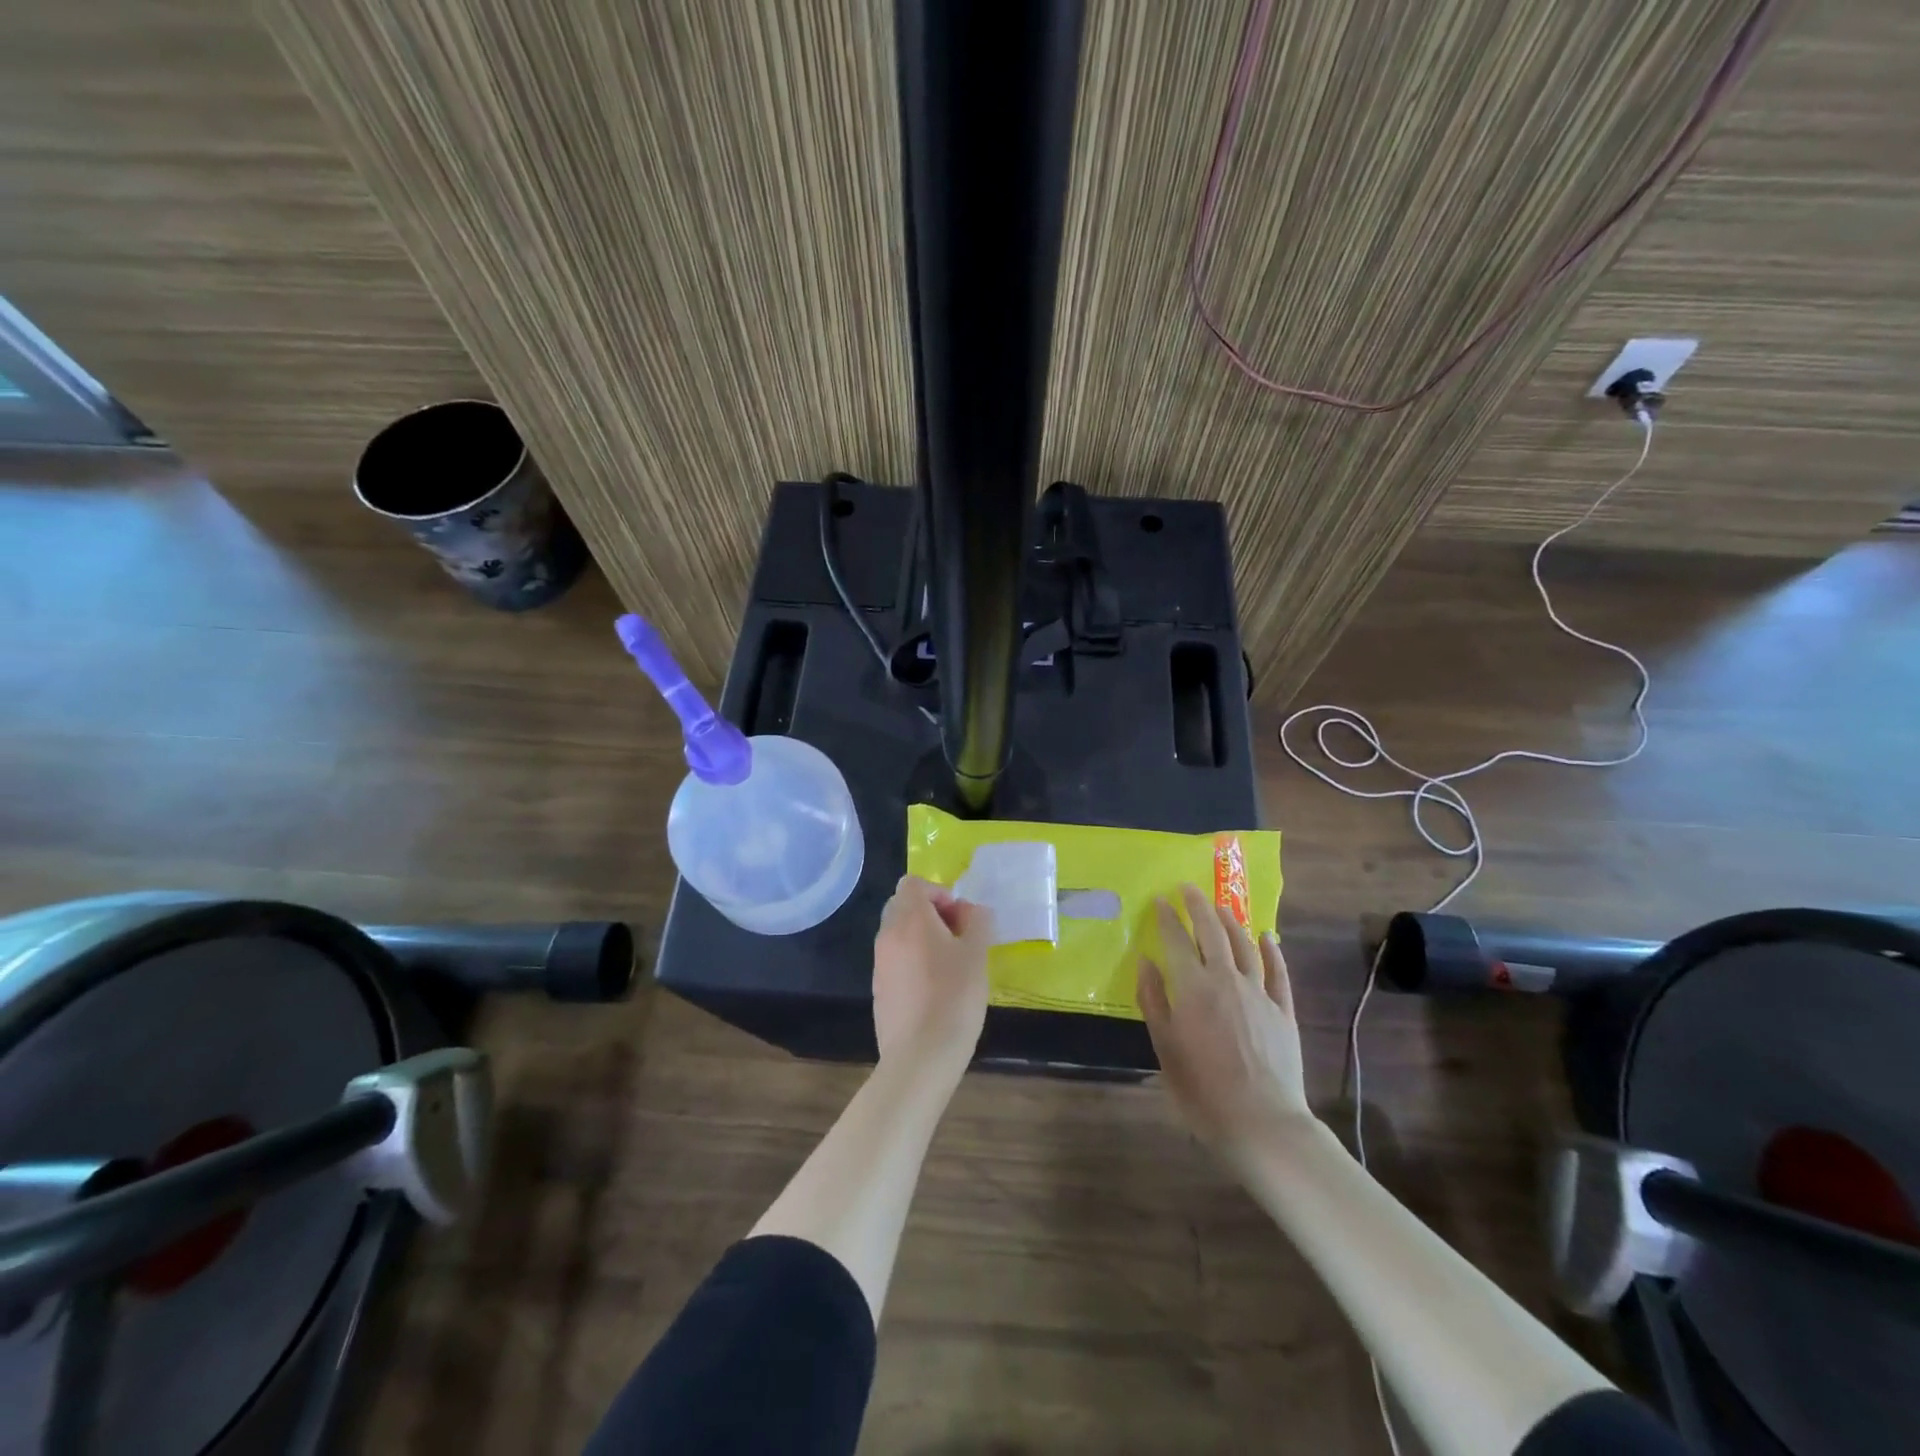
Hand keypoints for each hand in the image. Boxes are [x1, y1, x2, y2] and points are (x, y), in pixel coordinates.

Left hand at [873, 875, 992, 1074]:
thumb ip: (976, 921)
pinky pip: (895, 960)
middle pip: (903, 905)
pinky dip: (913, 961)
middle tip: (958, 937)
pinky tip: (935, 989)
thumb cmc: (954, 998)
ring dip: (922, 937)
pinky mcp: (879, 989)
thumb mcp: (977, 954)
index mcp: (910, 919)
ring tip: (950, 965)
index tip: (960, 917)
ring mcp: (880, 963)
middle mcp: (888, 934)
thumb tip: (969, 909)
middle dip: (930, 913)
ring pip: (898, 933)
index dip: (939, 892)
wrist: (920, 1056)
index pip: (913, 883)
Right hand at [1137, 884, 1312, 1173]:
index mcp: (1193, 987)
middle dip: (1198, 905)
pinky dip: (1271, 950)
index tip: (1159, 900)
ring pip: (1244, 944)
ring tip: (1220, 906)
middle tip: (1187, 888)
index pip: (1177, 940)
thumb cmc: (1202, 1089)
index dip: (1166, 917)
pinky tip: (1267, 937)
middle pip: (1212, 931)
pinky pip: (1278, 971)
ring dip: (1230, 921)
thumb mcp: (1165, 1047)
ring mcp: (1259, 993)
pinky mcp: (1283, 1010)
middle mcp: (1227, 979)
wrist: (1262, 1123)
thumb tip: (1146, 962)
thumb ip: (1154, 1001)